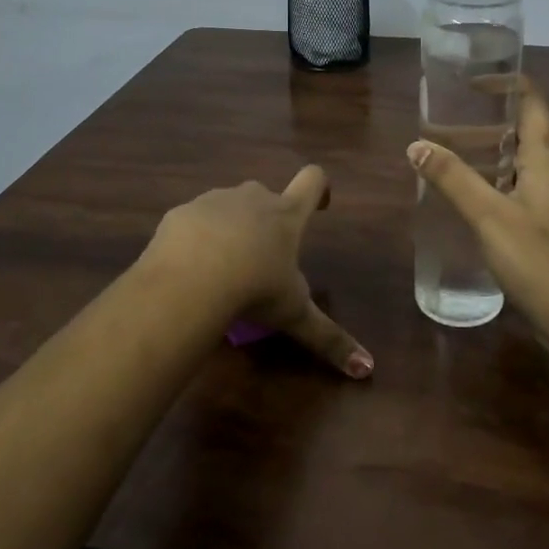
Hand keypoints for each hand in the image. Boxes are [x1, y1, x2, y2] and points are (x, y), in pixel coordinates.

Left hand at [144, 167, 373, 379]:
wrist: (188, 281)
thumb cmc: (253, 290)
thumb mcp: (294, 316)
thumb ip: (329, 338)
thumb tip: (367, 368)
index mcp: (286, 215)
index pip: (313, 180)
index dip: (319, 188)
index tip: (319, 206)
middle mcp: (253, 197)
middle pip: (267, 196)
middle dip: (266, 220)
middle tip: (262, 259)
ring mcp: (214, 200)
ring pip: (228, 207)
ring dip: (230, 228)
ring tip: (221, 268)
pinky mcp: (180, 212)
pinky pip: (193, 220)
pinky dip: (195, 238)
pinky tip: (188, 268)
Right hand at [408, 75, 548, 316]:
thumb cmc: (539, 260)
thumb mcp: (490, 216)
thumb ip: (453, 179)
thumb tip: (416, 145)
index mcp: (548, 159)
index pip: (533, 101)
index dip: (506, 83)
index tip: (470, 82)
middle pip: (524, 130)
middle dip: (487, 120)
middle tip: (446, 119)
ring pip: (521, 162)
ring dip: (488, 153)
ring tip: (448, 153)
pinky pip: (521, 188)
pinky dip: (495, 180)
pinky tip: (470, 197)